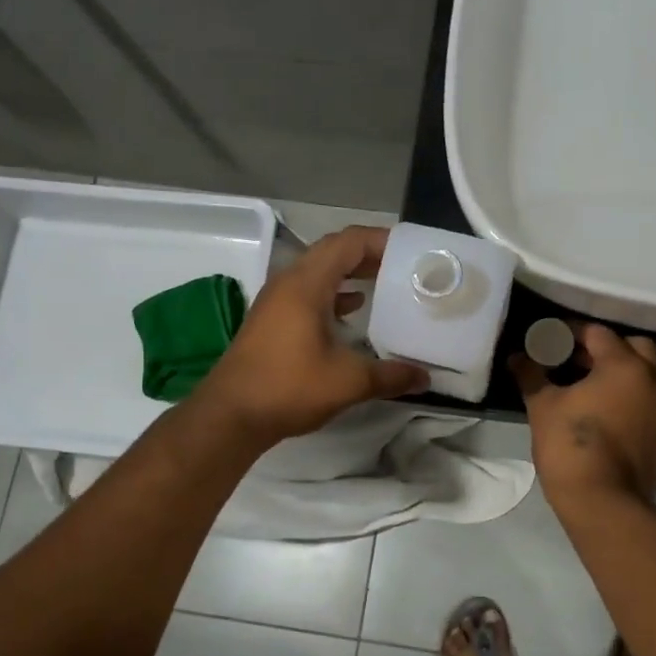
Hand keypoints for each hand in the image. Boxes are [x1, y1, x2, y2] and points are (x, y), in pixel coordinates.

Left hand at [198, 226, 428, 444]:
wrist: (230, 416)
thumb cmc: (289, 388)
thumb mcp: (348, 382)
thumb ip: (390, 376)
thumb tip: (425, 377)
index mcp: (306, 285)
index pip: (347, 243)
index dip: (380, 240)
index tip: (410, 251)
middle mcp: (288, 283)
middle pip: (332, 252)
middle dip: (368, 254)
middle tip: (402, 266)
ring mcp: (276, 301)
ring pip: (318, 271)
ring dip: (349, 272)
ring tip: (384, 283)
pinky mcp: (271, 320)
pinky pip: (307, 291)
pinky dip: (333, 292)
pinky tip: (353, 310)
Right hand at [510, 323, 655, 508]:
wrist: (604, 502)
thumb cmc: (571, 445)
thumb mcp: (543, 406)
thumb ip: (532, 375)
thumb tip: (517, 357)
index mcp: (624, 365)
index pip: (598, 333)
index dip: (572, 332)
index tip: (553, 340)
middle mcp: (654, 380)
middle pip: (636, 347)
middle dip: (608, 349)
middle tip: (579, 360)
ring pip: (650, 376)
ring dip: (626, 373)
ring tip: (594, 387)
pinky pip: (654, 405)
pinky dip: (636, 401)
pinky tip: (611, 415)